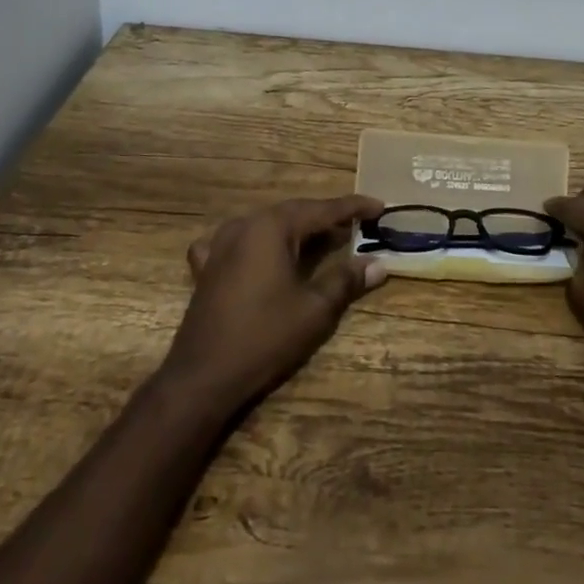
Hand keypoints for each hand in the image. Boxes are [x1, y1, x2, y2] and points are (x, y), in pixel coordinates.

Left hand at [164, 194, 388, 416]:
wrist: (203, 376)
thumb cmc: (265, 337)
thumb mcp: (315, 309)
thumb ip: (346, 279)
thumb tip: (379, 265)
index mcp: (272, 227)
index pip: (322, 209)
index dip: (353, 207)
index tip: (380, 206)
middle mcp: (245, 226)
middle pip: (294, 212)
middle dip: (326, 217)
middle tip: (357, 224)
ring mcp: (220, 245)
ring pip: (266, 225)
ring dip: (295, 229)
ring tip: (321, 238)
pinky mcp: (206, 268)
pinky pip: (236, 242)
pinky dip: (258, 243)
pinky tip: (260, 253)